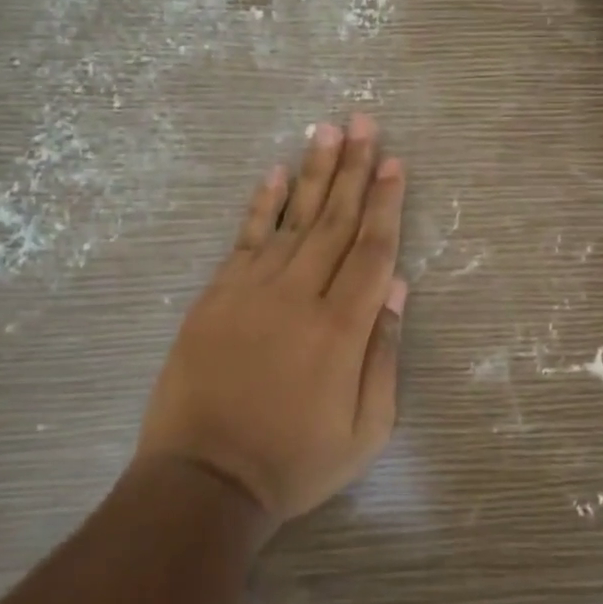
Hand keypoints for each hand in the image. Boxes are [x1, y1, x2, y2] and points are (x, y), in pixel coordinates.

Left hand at [137, 114, 407, 525]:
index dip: (388, 203)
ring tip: (328, 130)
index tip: (396, 163)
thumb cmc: (295, 462)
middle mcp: (299, 296)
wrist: (204, 480)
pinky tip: (276, 173)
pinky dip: (262, 204)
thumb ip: (384, 355)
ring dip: (314, 172)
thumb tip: (398, 289)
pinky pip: (244, 239)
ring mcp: (252, 291)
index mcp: (341, 329)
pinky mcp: (216, 295)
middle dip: (355, 169)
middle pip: (335, 221)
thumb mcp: (365, 429)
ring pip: (293, 219)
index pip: (372, 250)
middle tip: (366, 123)